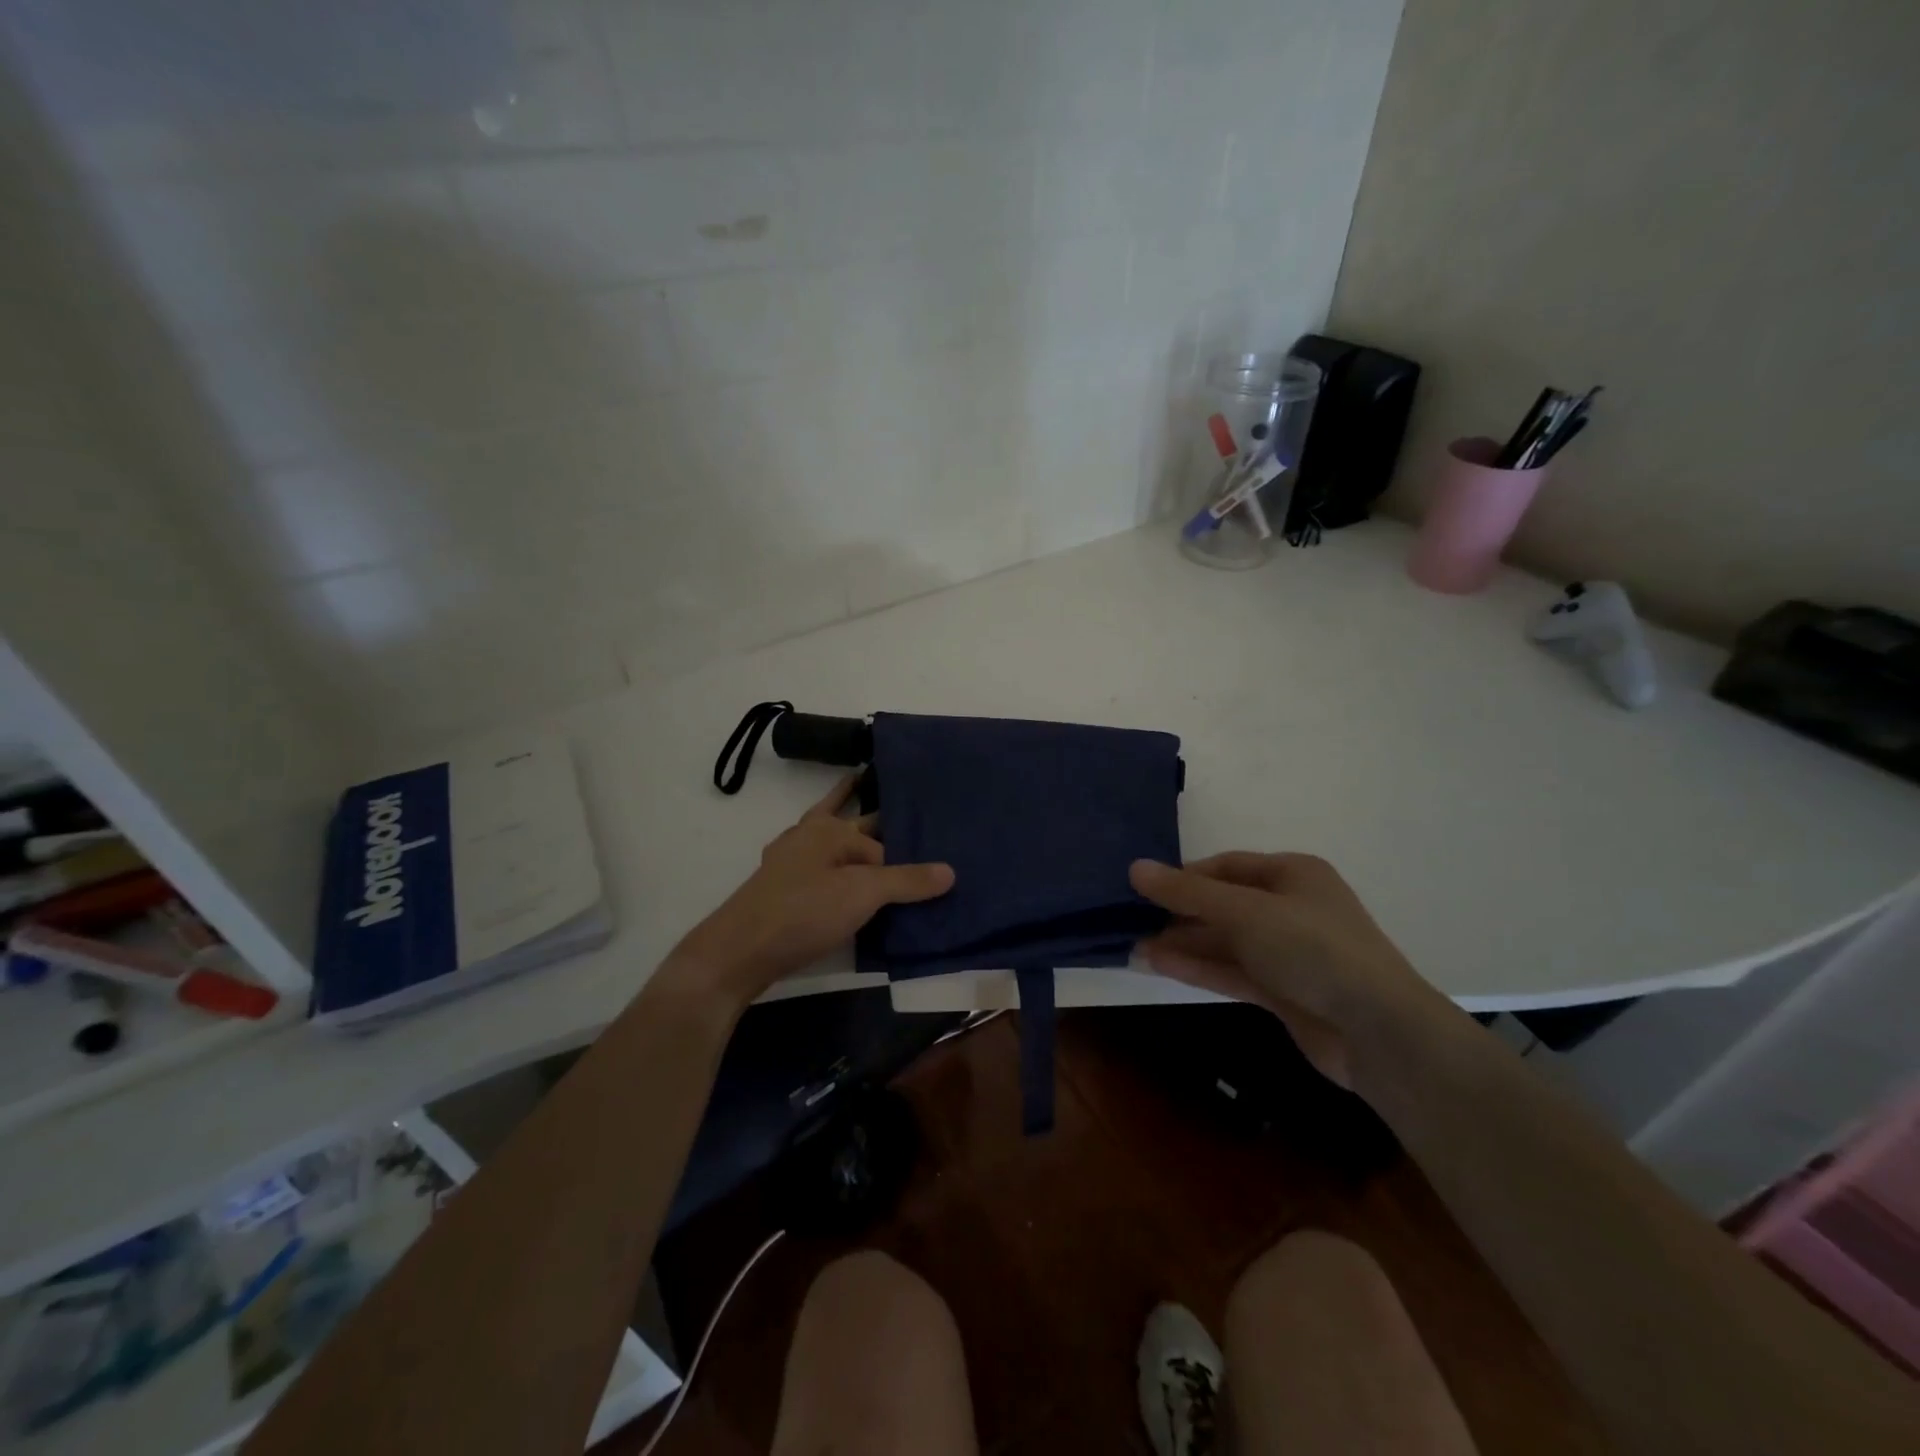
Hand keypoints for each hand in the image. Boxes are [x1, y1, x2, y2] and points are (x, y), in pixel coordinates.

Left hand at [664, 773, 954, 1008]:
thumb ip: (907, 881)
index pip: (881, 839)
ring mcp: (791, 863)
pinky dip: (837, 875)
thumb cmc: (804, 911)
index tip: (931, 847)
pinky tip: (845, 893)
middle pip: (854, 825)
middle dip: (879, 822)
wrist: (740, 952)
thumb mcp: (863, 893)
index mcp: (829, 828)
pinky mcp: (783, 890)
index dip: (905, 852)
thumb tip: (951, 870)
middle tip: (915, 830)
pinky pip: (820, 872)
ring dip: (856, 848)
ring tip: (886, 858)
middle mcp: (809, 837)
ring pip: (834, 846)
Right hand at [1129, 853, 1447, 1086]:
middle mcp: (1290, 908)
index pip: (1227, 866)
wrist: (1378, 1032)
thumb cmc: (1313, 949)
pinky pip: (1232, 971)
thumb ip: (1188, 893)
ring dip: (1183, 943)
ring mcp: (1288, 953)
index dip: (1184, 876)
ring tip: (1133, 946)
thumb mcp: (1245, 912)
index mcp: (1292, 874)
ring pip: (1225, 941)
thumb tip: (1135, 868)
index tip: (1142, 888)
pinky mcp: (1284, 991)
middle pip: (1223, 904)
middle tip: (1131, 920)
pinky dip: (1198, 968)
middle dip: (1179, 913)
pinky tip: (1158, 965)